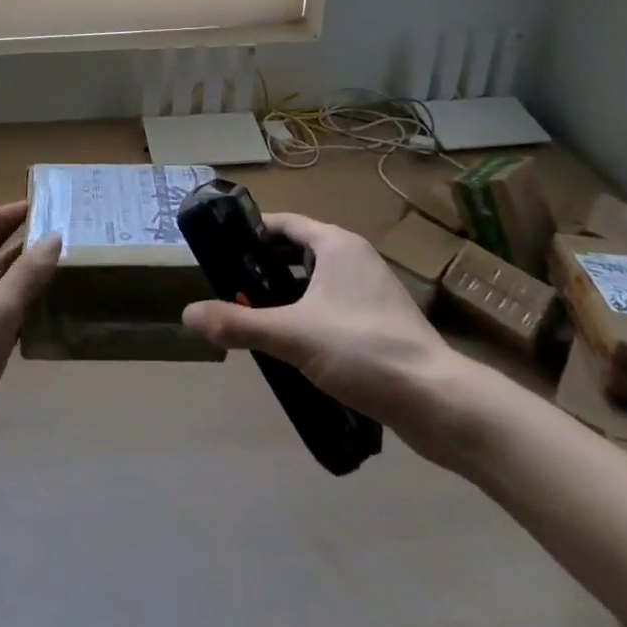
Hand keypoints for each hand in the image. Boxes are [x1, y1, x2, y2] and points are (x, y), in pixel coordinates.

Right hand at [181, 213, 476, 466]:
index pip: (284, 223)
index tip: (220, 251)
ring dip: (285, 296)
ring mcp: (372, 291)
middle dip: (263, 268)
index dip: (250, 233)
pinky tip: (293, 347)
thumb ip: (238, 324)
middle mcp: (355, 258)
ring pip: (315, 282)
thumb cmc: (364, 350)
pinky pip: (333, 306)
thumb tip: (187, 315)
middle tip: (230, 289)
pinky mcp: (382, 323)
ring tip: (254, 318)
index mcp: (336, 244)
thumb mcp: (292, 335)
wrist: (439, 403)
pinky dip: (308, 316)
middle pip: (297, 251)